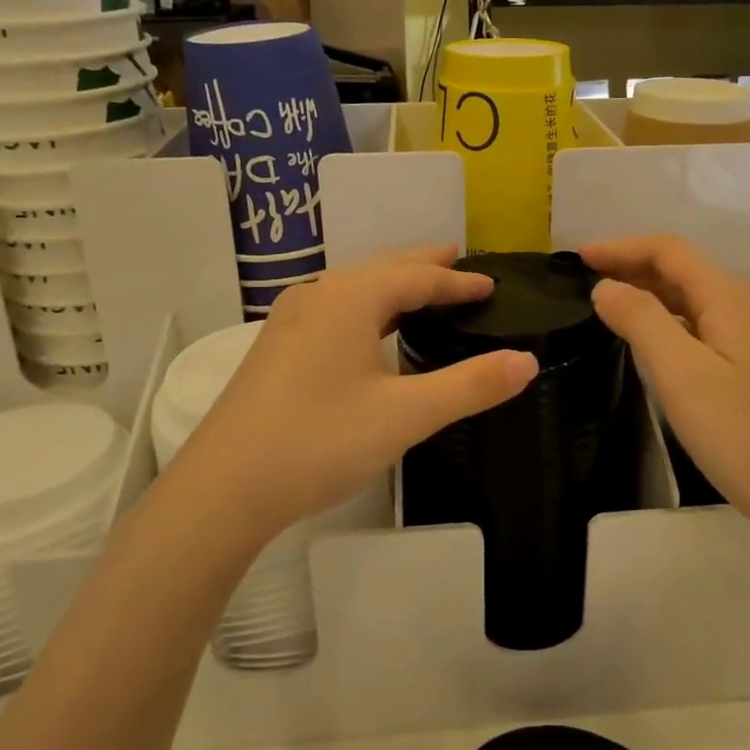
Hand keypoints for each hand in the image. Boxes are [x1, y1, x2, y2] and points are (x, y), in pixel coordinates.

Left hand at [163, 247, 537, 542]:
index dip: (458, 282)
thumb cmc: (319, 442)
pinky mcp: (276, 347)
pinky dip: (366, 306)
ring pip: (353, 288)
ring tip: (421, 289)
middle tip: (459, 261)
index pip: (418, 277)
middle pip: (382, 269)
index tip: (491, 284)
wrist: (223, 489)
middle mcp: (318, 296)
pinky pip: (333, 308)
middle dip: (423, 266)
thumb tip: (526, 361)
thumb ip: (470, 386)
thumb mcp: (406, 416)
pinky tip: (367, 331)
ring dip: (392, 284)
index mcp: (351, 298)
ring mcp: (290, 320)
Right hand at [582, 236, 749, 535]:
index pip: (668, 250)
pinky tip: (647, 342)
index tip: (576, 258)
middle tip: (581, 281)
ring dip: (647, 293)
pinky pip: (700, 325)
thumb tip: (606, 286)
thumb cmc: (742, 433)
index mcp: (728, 296)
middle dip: (631, 266)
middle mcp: (743, 305)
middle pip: (681, 269)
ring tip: (605, 306)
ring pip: (690, 298)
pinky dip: (666, 321)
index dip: (621, 247)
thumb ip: (640, 320)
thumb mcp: (681, 373)